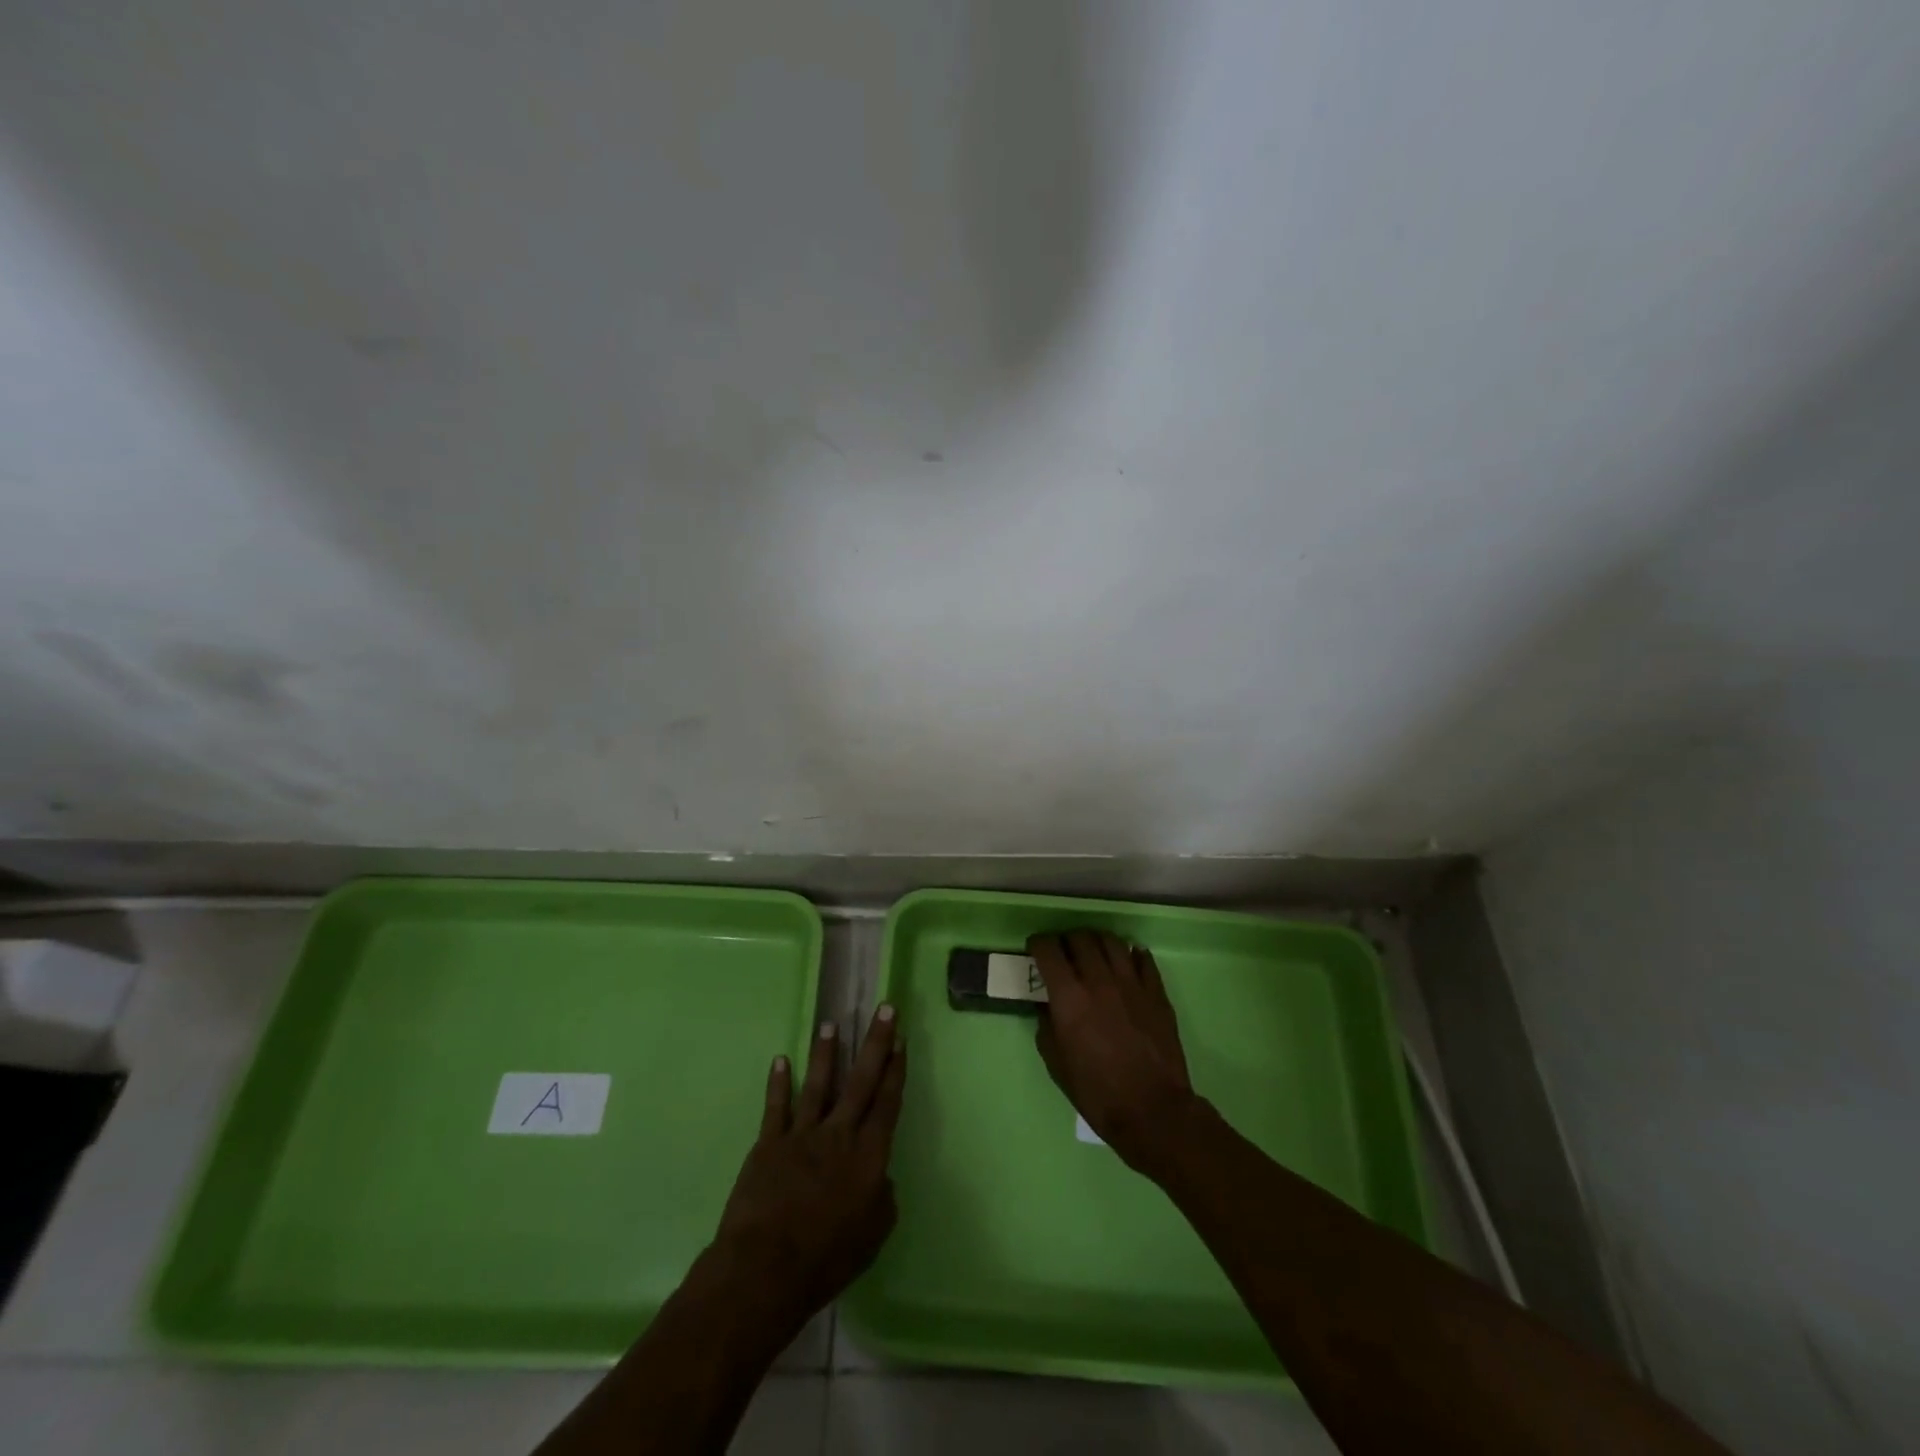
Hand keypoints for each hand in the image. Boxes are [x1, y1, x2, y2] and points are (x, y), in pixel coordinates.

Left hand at [709, 1005, 905, 1330]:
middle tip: (884, 1008)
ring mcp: (801, 1135)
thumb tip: (880, 1178)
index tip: (901, 1040)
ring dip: (826, 1053)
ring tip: (831, 1024)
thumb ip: (883, 1200)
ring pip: (818, 1084)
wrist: (765, 1268)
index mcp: (868, 1156)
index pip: (887, 1103)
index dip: (896, 1071)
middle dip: (875, 1043)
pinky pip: (776, 1107)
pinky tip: (781, 1060)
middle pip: (861, 1081)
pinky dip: (779, 1083)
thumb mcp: (873, 1236)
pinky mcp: (769, 1144)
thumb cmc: (826, 1259)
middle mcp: (838, 1134)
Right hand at [1029, 931, 1195, 1170]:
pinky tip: (1127, 962)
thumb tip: (1047, 1005)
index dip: (1038, 944)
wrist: (1152, 1110)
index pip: (1049, 950)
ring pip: (1112, 941)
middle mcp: (1099, 980)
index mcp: (1070, 997)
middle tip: (1064, 952)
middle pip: (1080, 938)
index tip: (1036, 949)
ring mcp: (1131, 983)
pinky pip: (1143, 959)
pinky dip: (1131, 954)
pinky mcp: (1156, 992)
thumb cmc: (1097, 1092)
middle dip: (1067, 940)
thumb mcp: (1057, 1064)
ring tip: (1094, 952)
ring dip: (1097, 941)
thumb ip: (1046, 1026)